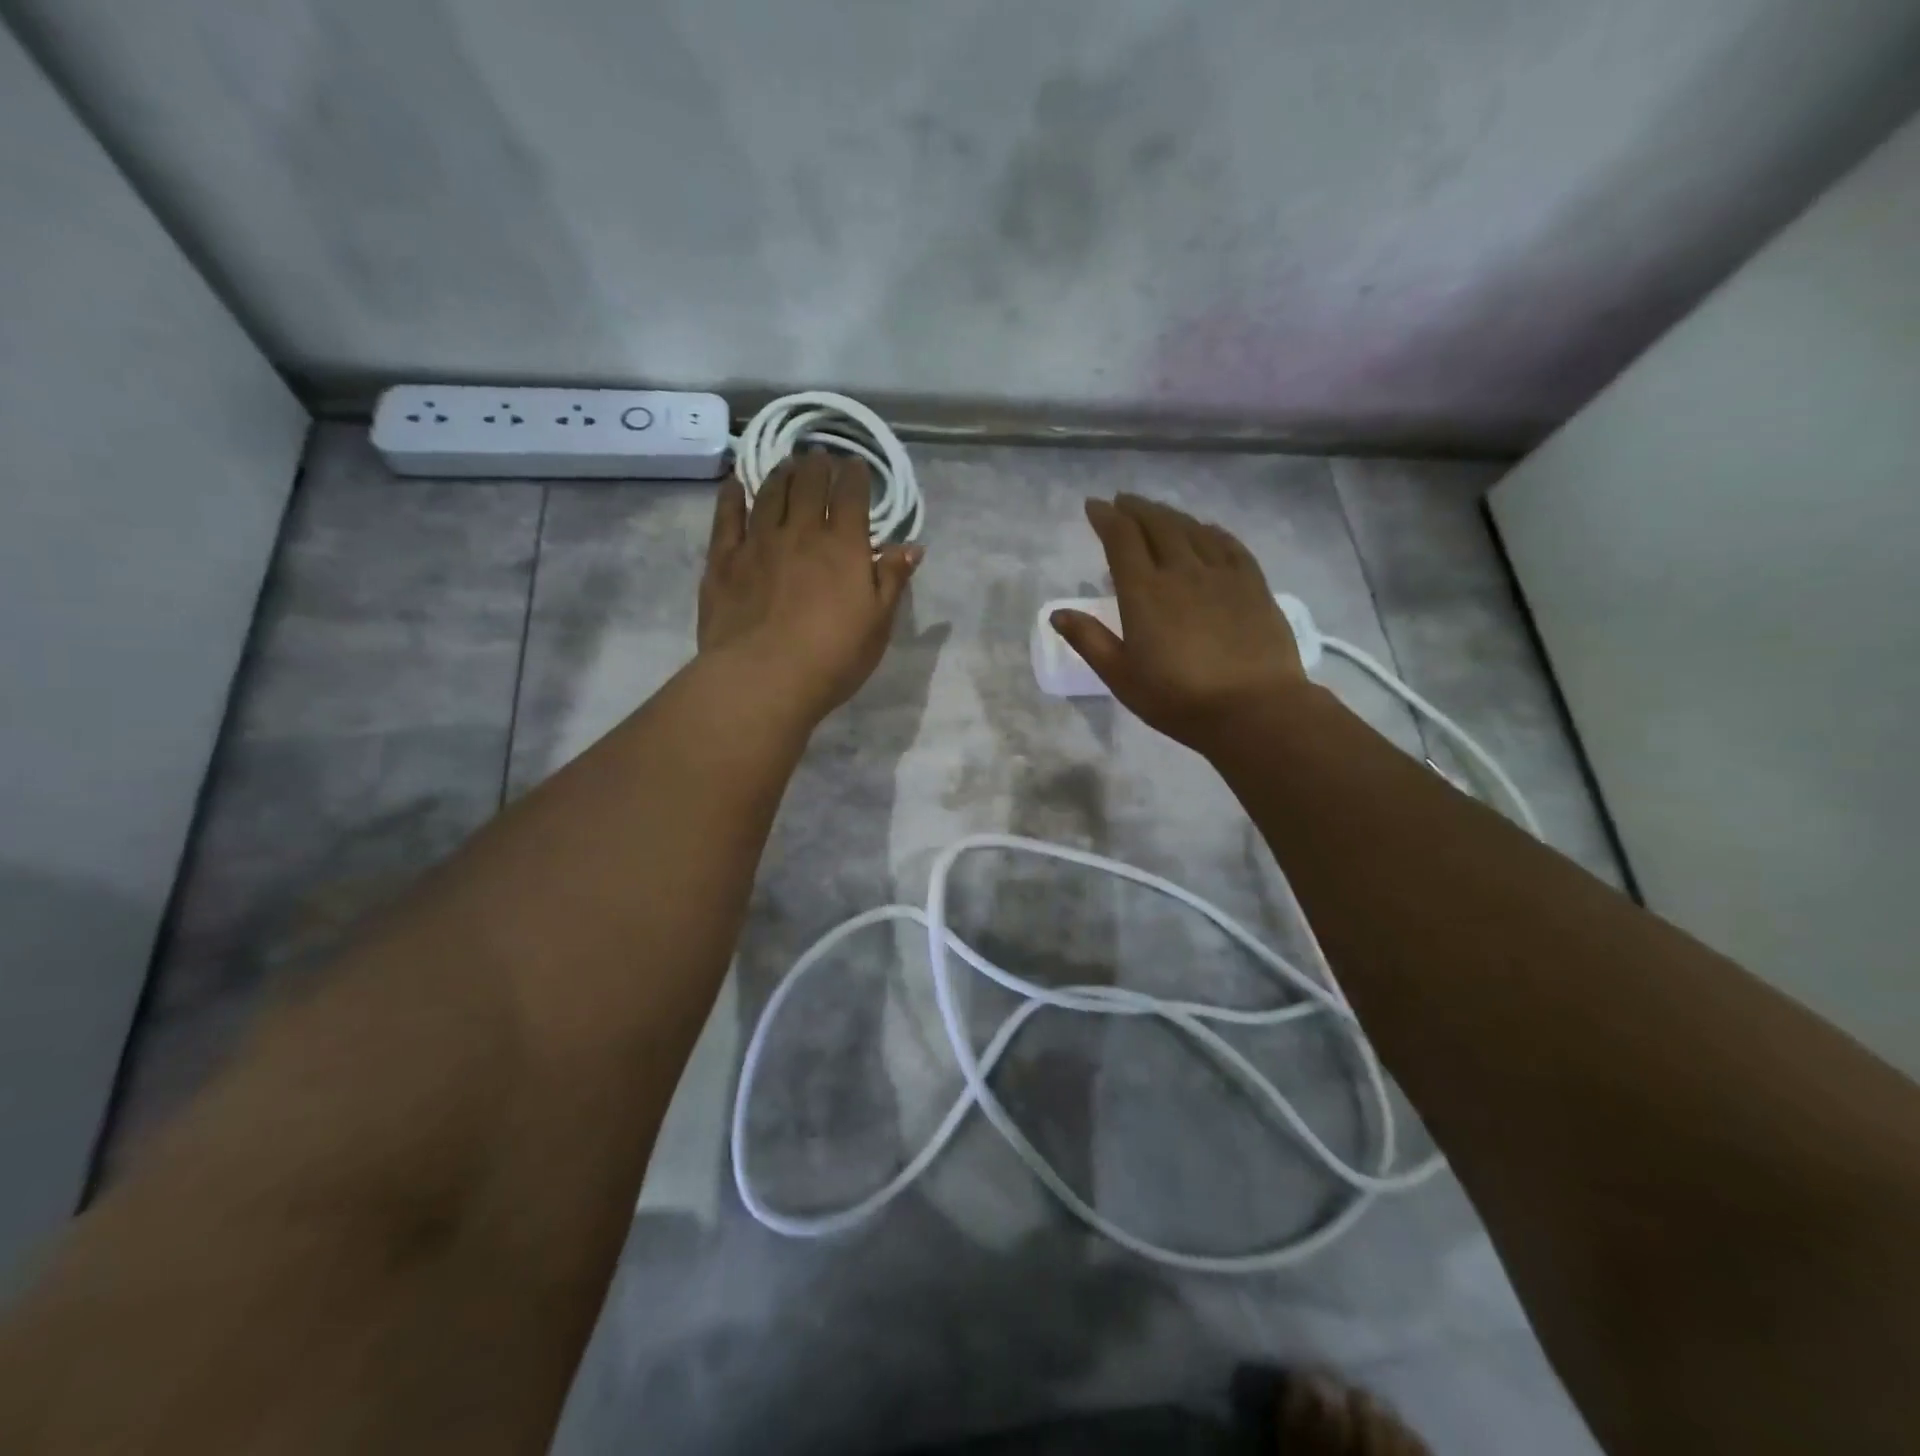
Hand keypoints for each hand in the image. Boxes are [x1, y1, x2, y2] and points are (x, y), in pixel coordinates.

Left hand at [698, 450, 921, 722]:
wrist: (763, 679)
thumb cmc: (832, 657)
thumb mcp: (878, 624)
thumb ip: (893, 580)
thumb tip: (912, 545)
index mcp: (844, 547)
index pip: (852, 496)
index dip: (855, 476)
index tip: (856, 466)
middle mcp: (801, 533)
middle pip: (809, 485)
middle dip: (818, 466)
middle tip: (820, 458)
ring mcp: (758, 543)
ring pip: (770, 493)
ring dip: (781, 474)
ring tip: (787, 465)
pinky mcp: (723, 560)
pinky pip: (727, 516)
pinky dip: (732, 495)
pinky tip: (735, 484)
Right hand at [1052, 495, 1309, 751]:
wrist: (1253, 708)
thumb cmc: (1178, 699)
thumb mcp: (1122, 677)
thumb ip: (1089, 641)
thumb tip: (1057, 613)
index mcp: (1144, 592)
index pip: (1121, 540)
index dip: (1106, 518)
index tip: (1094, 506)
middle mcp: (1181, 571)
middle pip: (1157, 525)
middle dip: (1136, 508)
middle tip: (1123, 502)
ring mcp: (1221, 574)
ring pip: (1192, 529)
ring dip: (1170, 515)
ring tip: (1157, 512)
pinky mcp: (1253, 584)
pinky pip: (1228, 544)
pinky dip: (1210, 530)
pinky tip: (1205, 530)